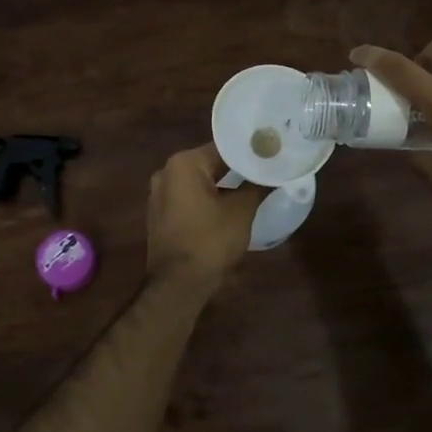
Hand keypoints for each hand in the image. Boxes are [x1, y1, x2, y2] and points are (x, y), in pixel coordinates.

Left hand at [145, 145, 265, 290]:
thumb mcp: (241, 211)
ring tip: (252, 186)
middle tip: (265, 169)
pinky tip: (228, 205)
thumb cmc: (210, 240)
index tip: (271, 153)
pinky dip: (207, 198)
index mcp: (184, 164)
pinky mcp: (160, 215)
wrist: (178, 284)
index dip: (249, 152)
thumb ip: (256, 186)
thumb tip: (272, 173)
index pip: (224, 148)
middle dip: (236, 168)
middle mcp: (166, 172)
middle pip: (210, 163)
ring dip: (222, 185)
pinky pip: (189, 198)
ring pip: (199, 182)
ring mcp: (159, 194)